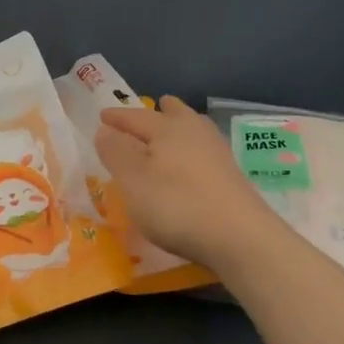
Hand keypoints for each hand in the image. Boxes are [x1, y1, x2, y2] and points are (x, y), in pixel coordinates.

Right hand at [94, 97, 281, 274]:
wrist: (241, 237)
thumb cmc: (177, 205)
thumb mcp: (134, 181)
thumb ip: (116, 153)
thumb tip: (105, 129)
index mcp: (167, 128)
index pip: (136, 117)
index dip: (117, 118)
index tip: (102, 117)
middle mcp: (194, 132)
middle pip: (175, 114)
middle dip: (161, 110)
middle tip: (154, 105)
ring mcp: (218, 153)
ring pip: (194, 129)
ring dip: (181, 126)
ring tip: (173, 131)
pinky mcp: (232, 176)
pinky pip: (205, 150)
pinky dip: (192, 149)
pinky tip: (192, 163)